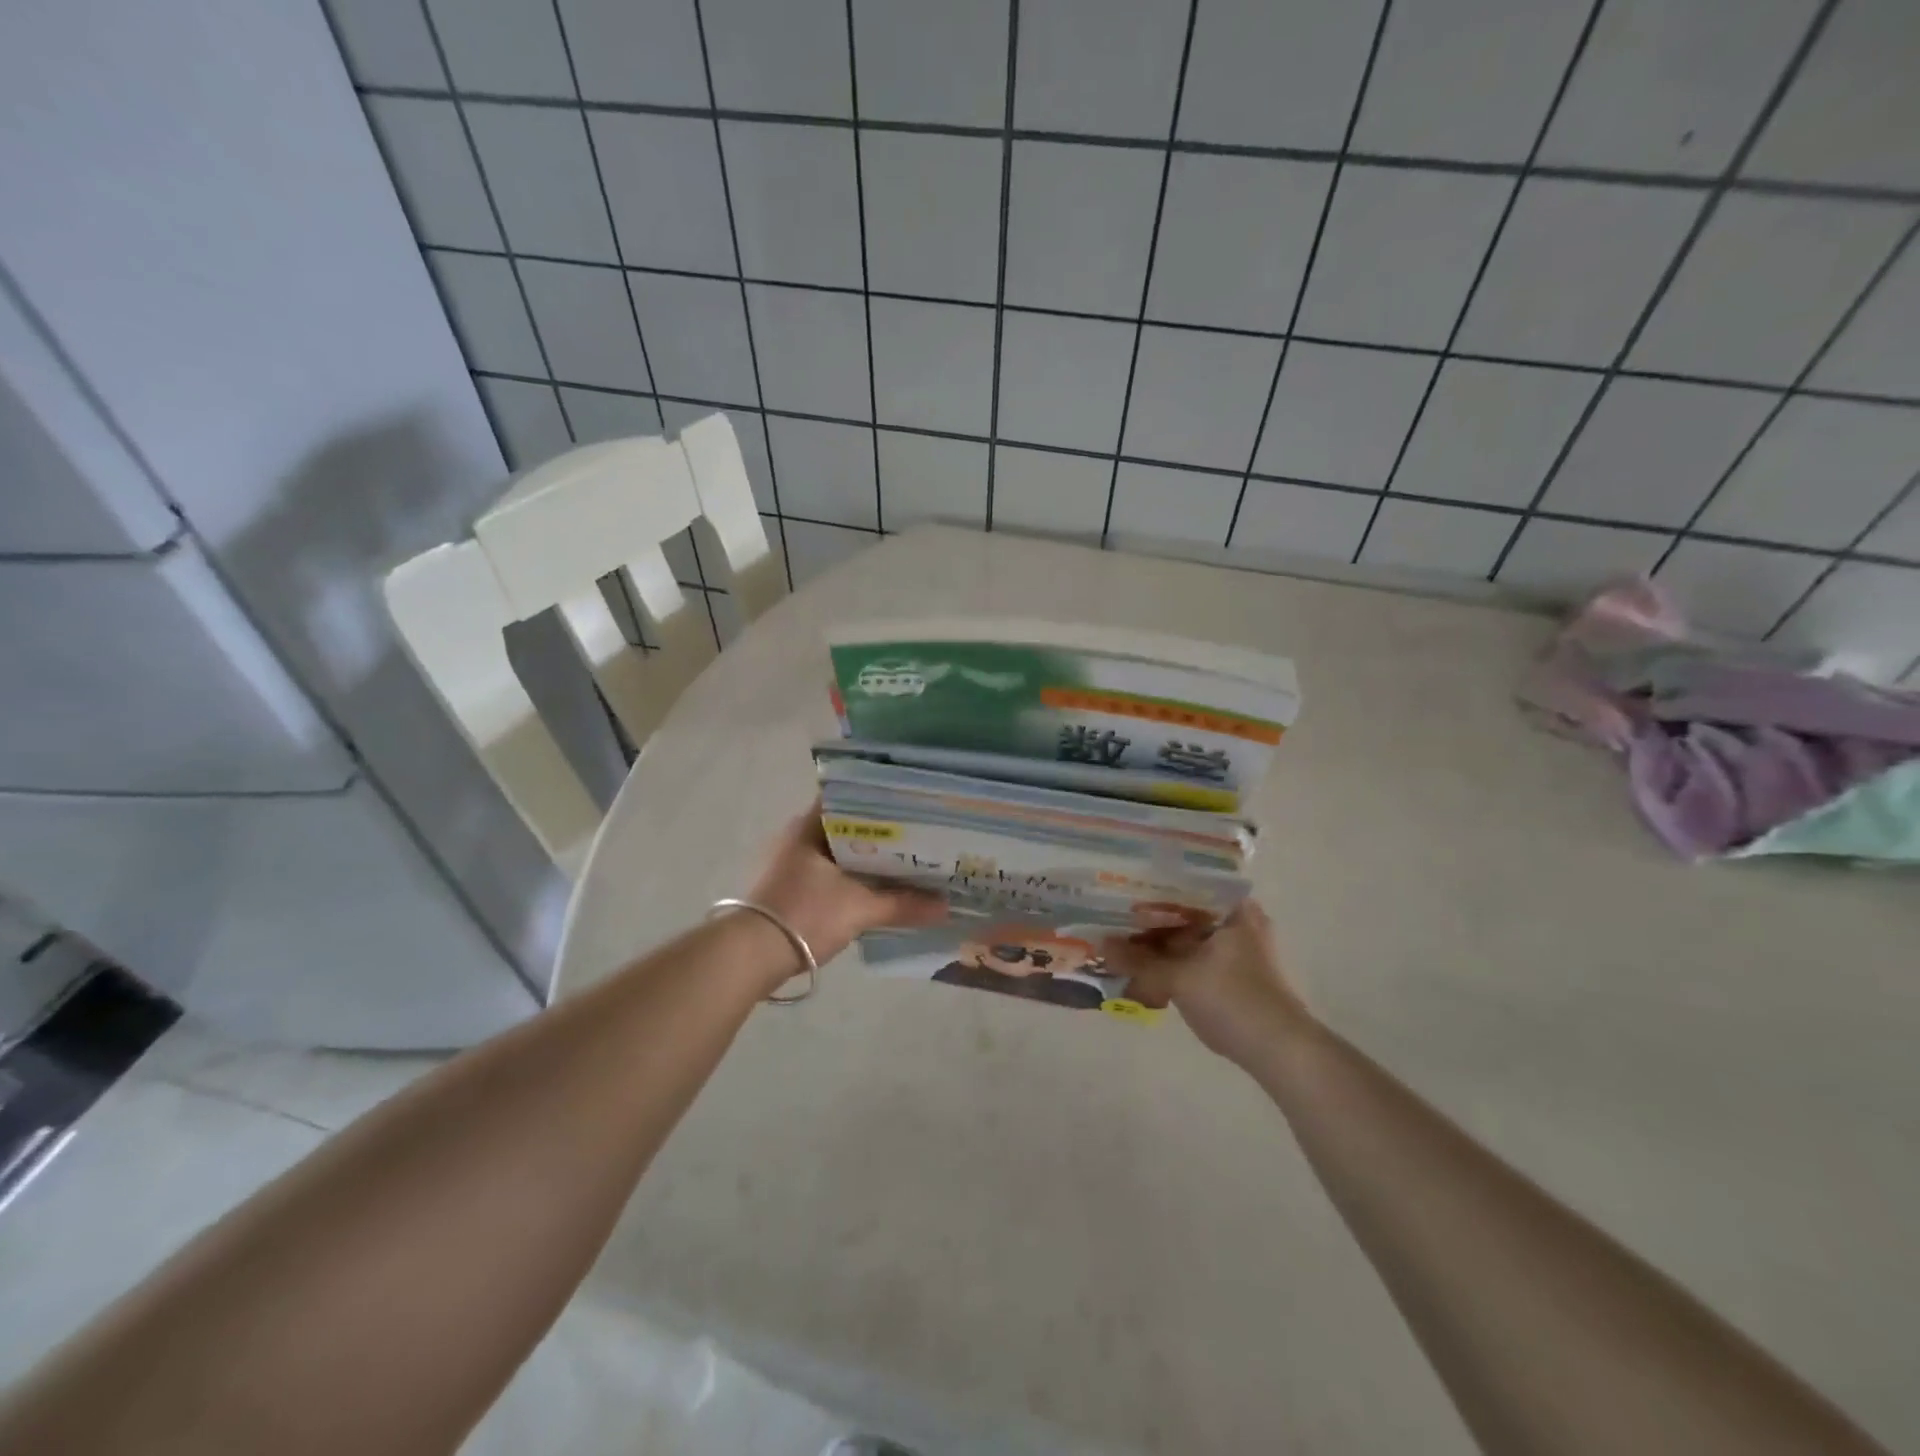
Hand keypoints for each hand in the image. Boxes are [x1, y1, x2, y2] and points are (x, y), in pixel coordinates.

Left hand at [747, 805, 946, 966]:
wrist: (750, 956)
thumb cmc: (804, 915)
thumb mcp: (859, 909)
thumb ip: (903, 904)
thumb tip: (945, 907)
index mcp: (810, 825)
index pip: (851, 797)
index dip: (882, 800)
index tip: (913, 805)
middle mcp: (797, 836)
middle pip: (848, 826)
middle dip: (881, 833)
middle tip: (918, 836)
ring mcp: (789, 862)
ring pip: (838, 851)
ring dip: (866, 858)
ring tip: (904, 862)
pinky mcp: (787, 886)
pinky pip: (828, 873)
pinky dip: (851, 877)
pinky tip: (875, 888)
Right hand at [1104, 901, 1314, 1065]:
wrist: (1281, 1052)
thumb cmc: (1233, 1000)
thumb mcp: (1178, 978)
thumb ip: (1138, 961)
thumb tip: (1099, 944)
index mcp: (1235, 909)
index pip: (1187, 883)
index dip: (1152, 887)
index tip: (1122, 888)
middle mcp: (1242, 923)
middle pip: (1187, 913)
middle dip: (1152, 919)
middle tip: (1116, 916)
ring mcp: (1242, 951)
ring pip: (1191, 938)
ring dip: (1162, 944)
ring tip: (1124, 942)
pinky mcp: (1238, 977)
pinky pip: (1197, 958)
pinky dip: (1175, 962)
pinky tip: (1148, 968)